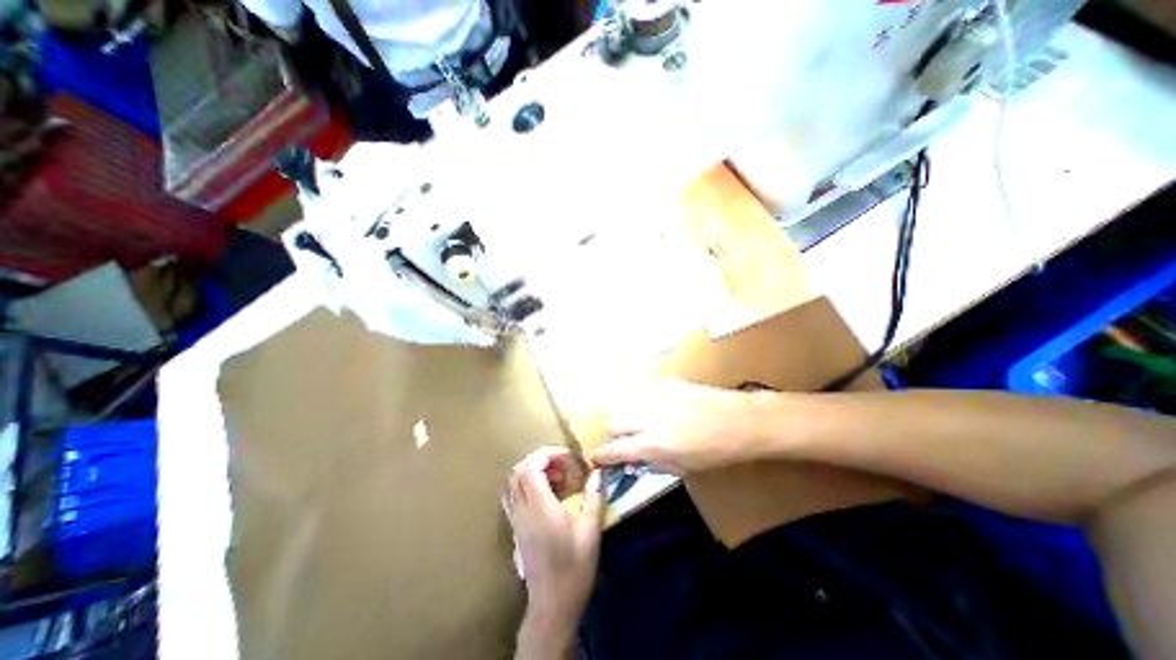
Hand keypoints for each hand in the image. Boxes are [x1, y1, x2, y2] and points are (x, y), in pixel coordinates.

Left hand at [499, 450, 601, 639]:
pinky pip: (511, 494)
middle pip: (519, 469)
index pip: (531, 467)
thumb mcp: (590, 532)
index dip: (547, 455)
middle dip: (541, 460)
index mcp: (540, 508)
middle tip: (563, 468)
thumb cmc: (574, 568)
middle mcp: (523, 509)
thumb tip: (597, 473)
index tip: (567, 459)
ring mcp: (516, 518)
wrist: (552, 604)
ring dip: (532, 470)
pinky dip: (523, 483)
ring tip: (554, 478)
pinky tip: (542, 492)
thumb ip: (593, 498)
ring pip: (512, 481)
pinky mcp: (515, 527)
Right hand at [592, 378, 757, 475]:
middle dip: (616, 432)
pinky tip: (661, 409)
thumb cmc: (718, 452)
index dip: (603, 455)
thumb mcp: (685, 468)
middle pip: (614, 420)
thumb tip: (633, 461)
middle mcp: (651, 416)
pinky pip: (645, 393)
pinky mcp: (667, 382)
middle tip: (629, 440)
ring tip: (644, 424)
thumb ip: (654, 464)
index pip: (617, 449)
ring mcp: (658, 395)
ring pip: (627, 403)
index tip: (594, 458)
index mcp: (656, 443)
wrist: (742, 420)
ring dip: (629, 416)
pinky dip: (645, 404)